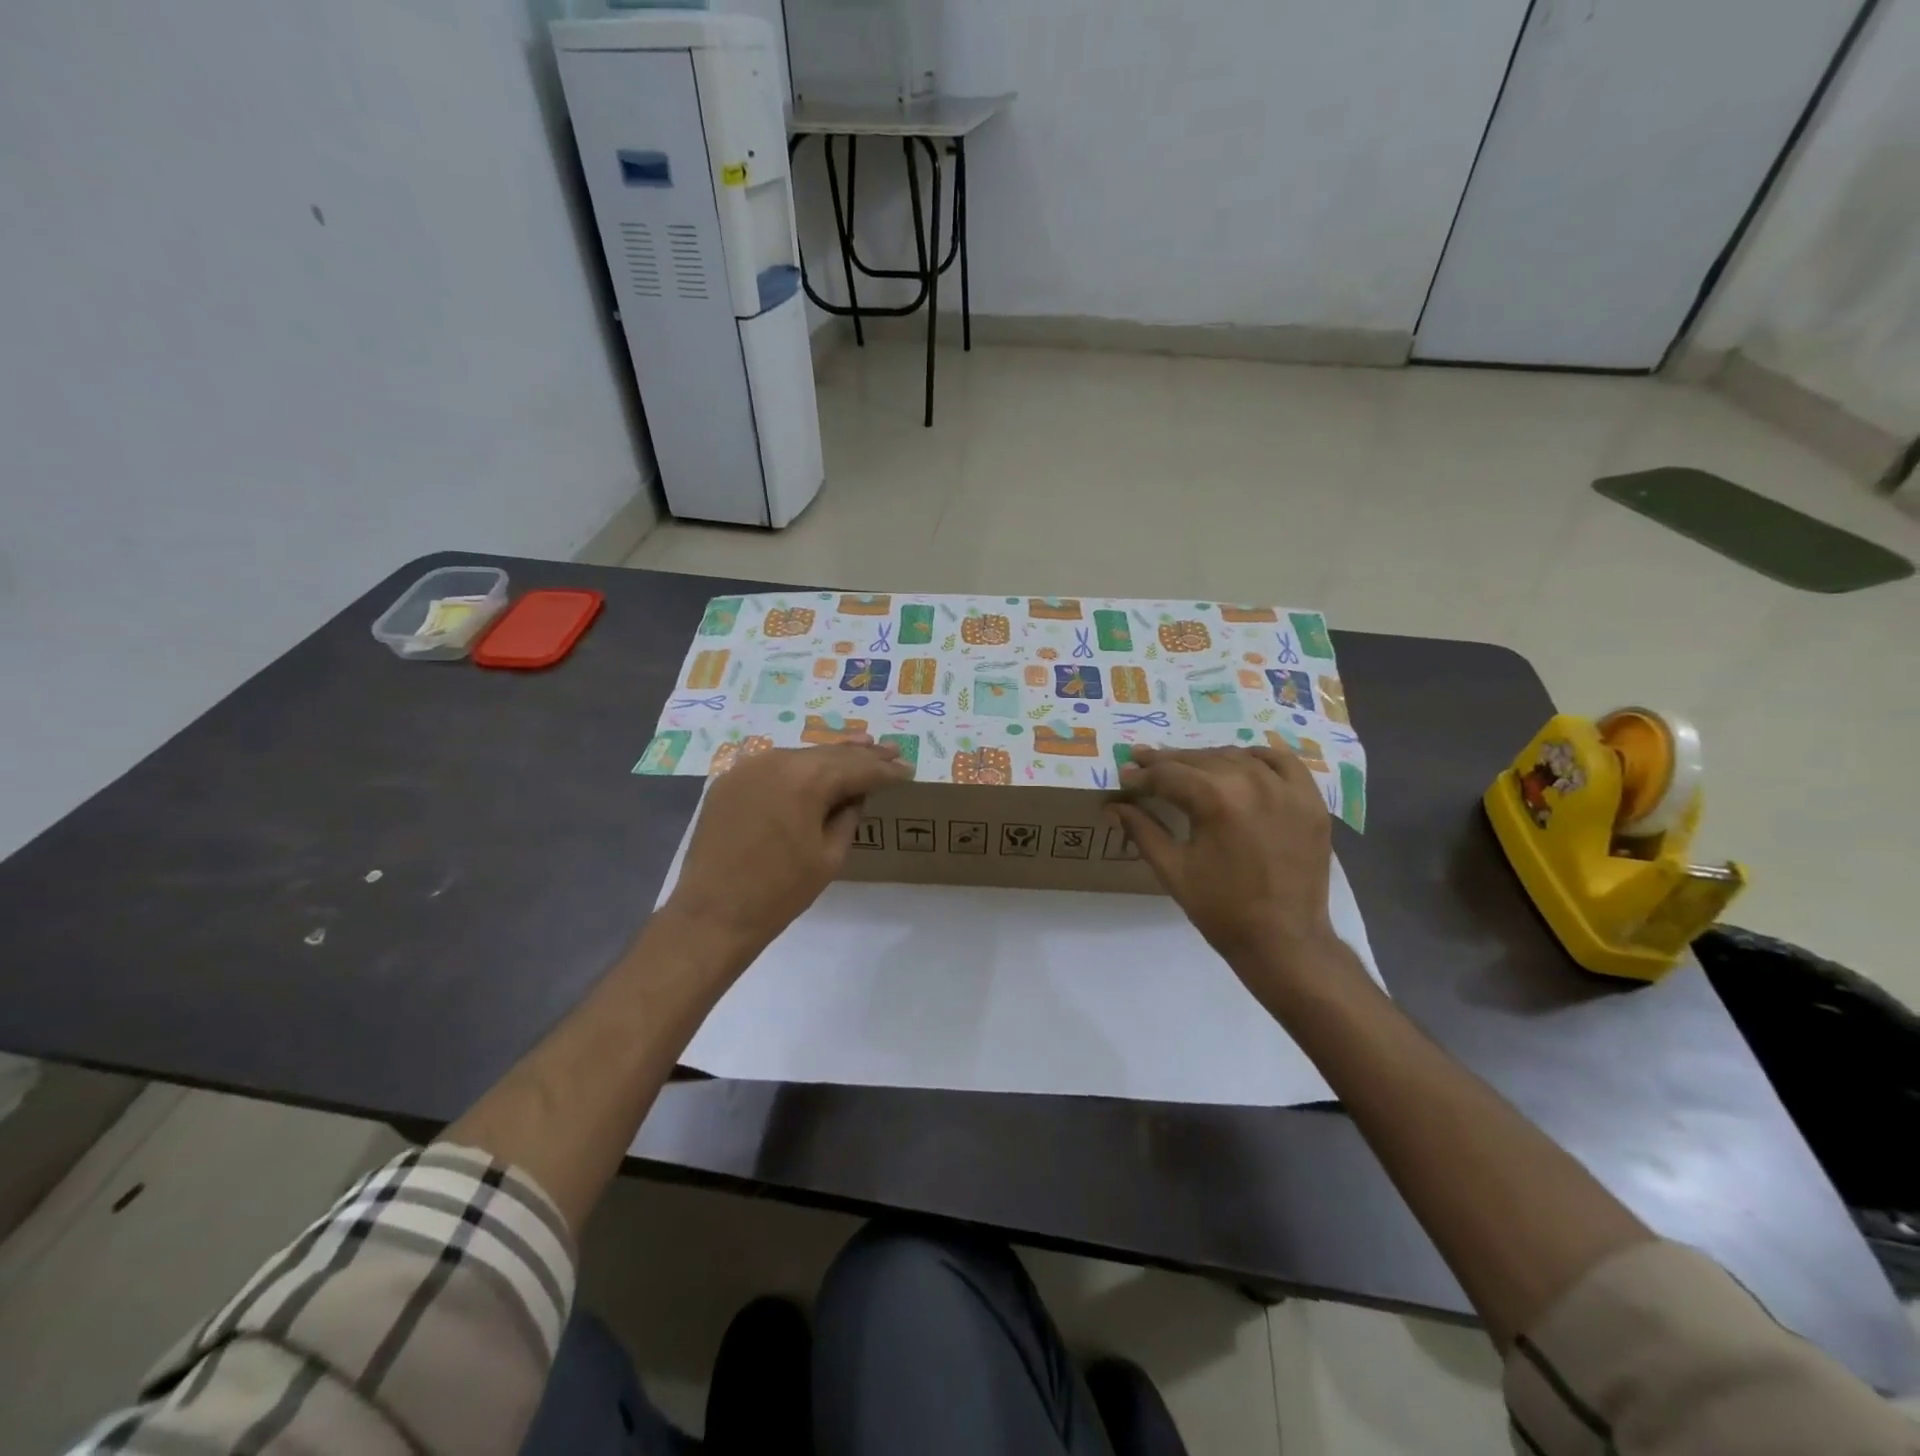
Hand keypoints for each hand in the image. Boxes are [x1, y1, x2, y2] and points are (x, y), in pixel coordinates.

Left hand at [664, 742, 909, 962]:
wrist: (713, 914)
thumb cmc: (780, 892)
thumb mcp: (829, 856)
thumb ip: (848, 817)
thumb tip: (855, 795)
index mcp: (807, 779)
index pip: (857, 768)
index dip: (885, 771)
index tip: (907, 769)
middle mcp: (777, 761)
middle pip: (829, 753)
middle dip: (862, 754)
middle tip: (891, 751)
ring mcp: (749, 767)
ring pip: (801, 755)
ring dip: (831, 756)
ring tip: (861, 748)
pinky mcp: (729, 780)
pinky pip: (774, 766)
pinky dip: (798, 767)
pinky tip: (814, 769)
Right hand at [1112, 745, 1346, 979]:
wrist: (1284, 941)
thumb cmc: (1221, 909)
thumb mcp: (1172, 870)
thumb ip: (1142, 830)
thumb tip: (1113, 806)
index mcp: (1217, 800)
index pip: (1169, 775)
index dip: (1142, 775)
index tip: (1124, 775)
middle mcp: (1254, 783)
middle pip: (1201, 760)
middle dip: (1168, 762)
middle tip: (1144, 763)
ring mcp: (1288, 789)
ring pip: (1238, 756)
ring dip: (1207, 759)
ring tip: (1186, 767)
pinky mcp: (1310, 802)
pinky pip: (1284, 762)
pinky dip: (1259, 757)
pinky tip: (1242, 762)